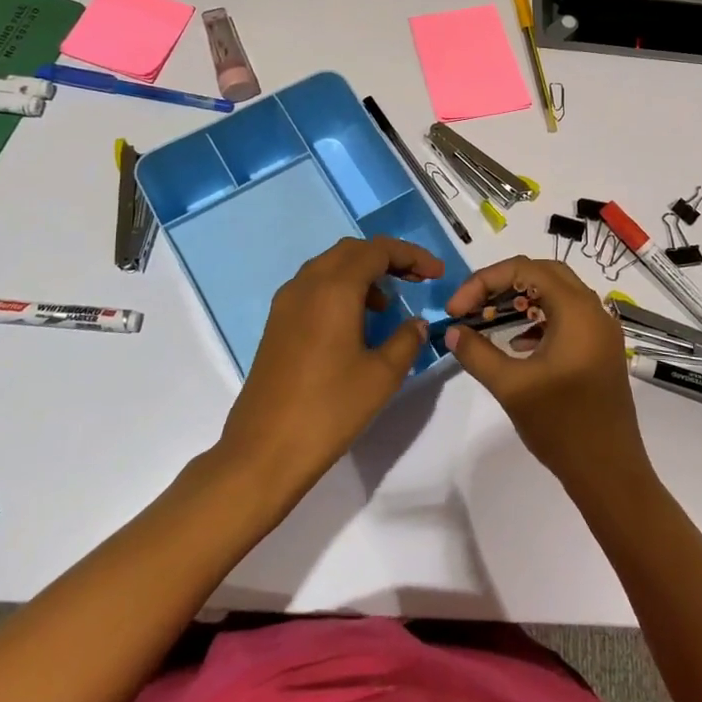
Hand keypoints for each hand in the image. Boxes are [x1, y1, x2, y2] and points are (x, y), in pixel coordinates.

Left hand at [219, 235, 444, 506]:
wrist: (264, 450)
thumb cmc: (329, 409)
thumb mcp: (382, 376)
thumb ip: (406, 340)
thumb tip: (417, 323)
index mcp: (333, 289)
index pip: (377, 250)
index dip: (411, 256)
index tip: (437, 273)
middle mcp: (306, 284)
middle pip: (351, 251)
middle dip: (387, 258)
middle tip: (416, 280)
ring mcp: (286, 303)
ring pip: (329, 267)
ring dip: (362, 273)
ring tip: (388, 305)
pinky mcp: (276, 324)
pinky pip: (313, 287)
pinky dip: (340, 290)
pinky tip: (355, 324)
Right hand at [442, 256, 650, 496]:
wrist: (609, 473)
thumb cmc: (561, 425)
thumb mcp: (511, 387)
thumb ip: (477, 353)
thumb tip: (453, 331)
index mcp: (577, 310)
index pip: (525, 270)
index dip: (484, 282)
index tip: (456, 310)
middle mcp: (594, 311)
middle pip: (543, 273)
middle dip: (502, 284)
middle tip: (472, 306)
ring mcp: (601, 331)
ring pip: (556, 294)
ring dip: (521, 299)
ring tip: (489, 320)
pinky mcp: (601, 350)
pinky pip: (567, 316)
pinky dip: (538, 318)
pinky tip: (516, 343)